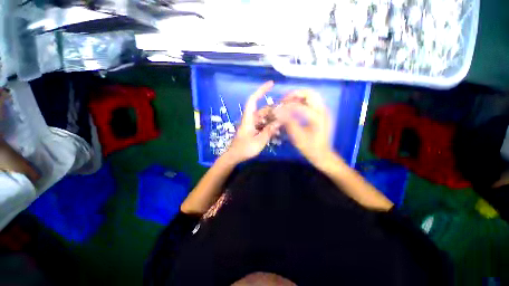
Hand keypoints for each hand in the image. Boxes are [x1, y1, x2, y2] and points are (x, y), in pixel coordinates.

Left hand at [225, 81, 280, 163]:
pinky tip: (277, 129)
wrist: (235, 156)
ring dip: (274, 118)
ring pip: (265, 118)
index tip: (271, 84)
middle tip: (287, 108)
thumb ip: (269, 131)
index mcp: (249, 118)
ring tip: (285, 119)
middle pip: (263, 110)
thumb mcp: (259, 141)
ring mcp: (252, 125)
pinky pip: (263, 124)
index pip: (253, 100)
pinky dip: (270, 125)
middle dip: (274, 108)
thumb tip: (279, 122)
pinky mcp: (253, 130)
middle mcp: (251, 119)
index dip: (261, 91)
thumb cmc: (244, 148)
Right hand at [275, 90, 335, 166]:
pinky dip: (302, 100)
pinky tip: (294, 107)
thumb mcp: (297, 137)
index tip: (277, 109)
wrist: (322, 154)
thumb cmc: (310, 148)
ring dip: (298, 96)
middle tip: (283, 101)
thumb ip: (288, 122)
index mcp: (317, 118)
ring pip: (312, 95)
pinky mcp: (322, 113)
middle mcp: (323, 111)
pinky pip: (312, 101)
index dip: (286, 106)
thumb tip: (278, 111)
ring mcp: (324, 111)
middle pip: (310, 93)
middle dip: (295, 94)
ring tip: (287, 102)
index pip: (299, 106)